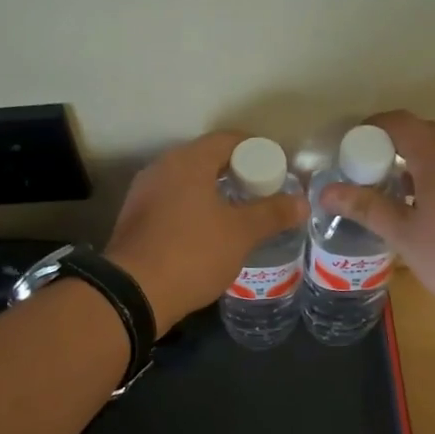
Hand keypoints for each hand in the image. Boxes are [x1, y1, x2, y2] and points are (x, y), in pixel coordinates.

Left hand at [106, 131, 307, 333]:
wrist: (133, 293)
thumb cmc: (192, 253)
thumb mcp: (241, 234)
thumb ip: (273, 214)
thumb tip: (302, 202)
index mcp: (188, 161)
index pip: (229, 140)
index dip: (258, 151)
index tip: (278, 171)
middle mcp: (162, 167)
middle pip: (207, 159)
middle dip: (237, 173)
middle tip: (263, 194)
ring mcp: (144, 193)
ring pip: (188, 182)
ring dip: (214, 193)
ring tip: (240, 215)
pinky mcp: (135, 218)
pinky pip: (172, 203)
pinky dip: (194, 209)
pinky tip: (209, 233)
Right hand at [319, 110, 434, 316]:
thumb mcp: (403, 233)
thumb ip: (366, 207)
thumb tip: (327, 191)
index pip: (399, 123)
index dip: (370, 128)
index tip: (346, 149)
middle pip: (419, 133)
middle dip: (387, 144)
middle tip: (360, 169)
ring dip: (406, 161)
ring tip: (379, 188)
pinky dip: (424, 177)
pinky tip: (409, 207)